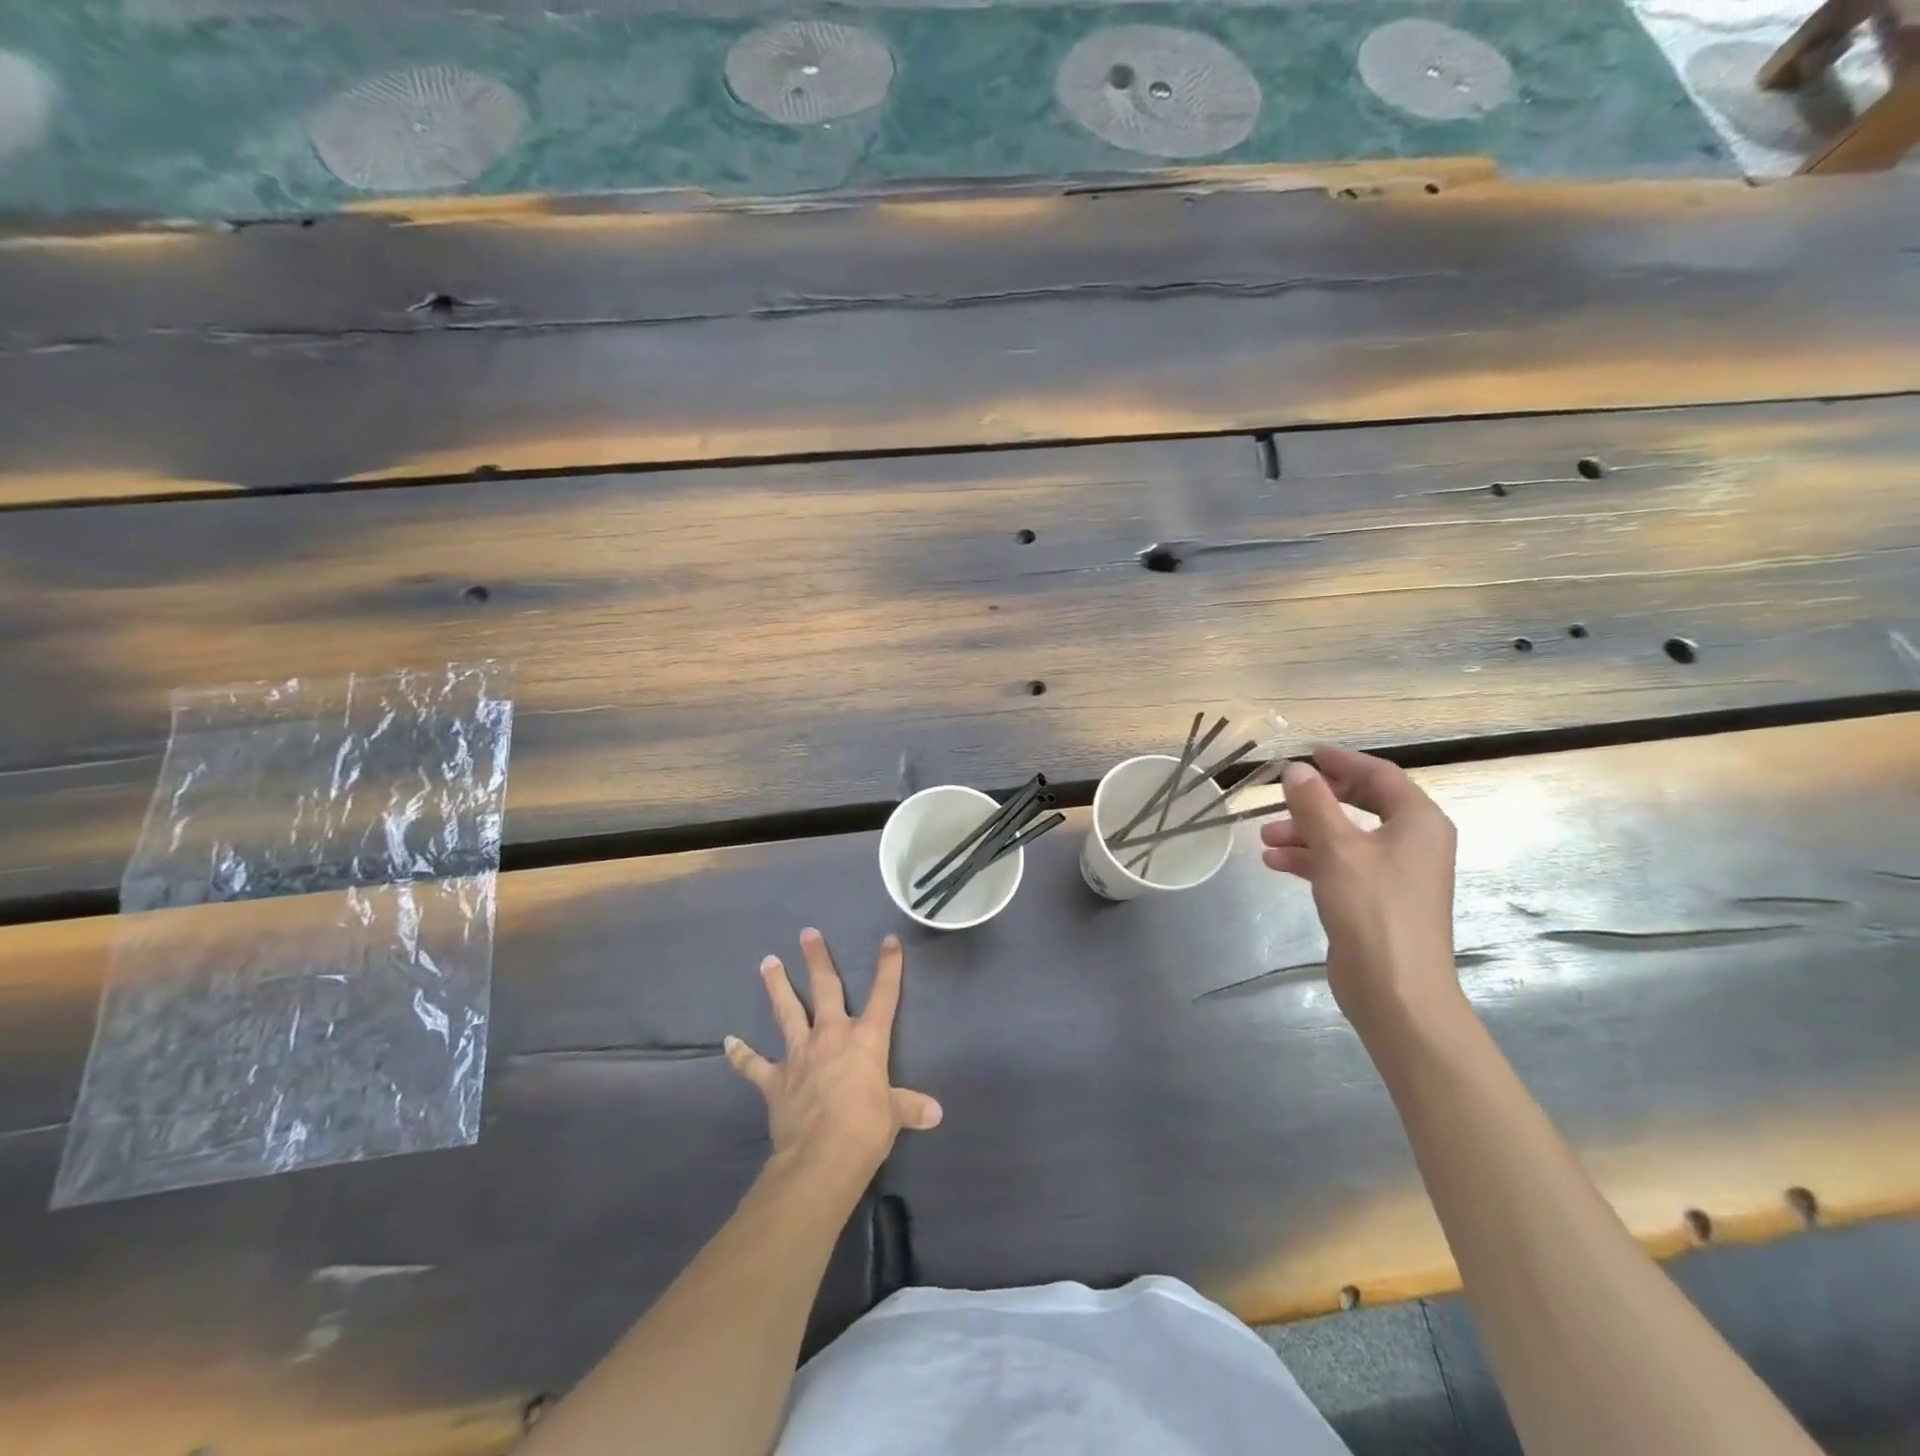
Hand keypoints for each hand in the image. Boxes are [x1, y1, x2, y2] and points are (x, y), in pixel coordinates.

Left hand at [725, 928, 942, 1184]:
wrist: (821, 1158)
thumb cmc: (866, 1130)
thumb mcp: (894, 1116)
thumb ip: (910, 1107)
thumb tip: (936, 1113)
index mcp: (866, 1040)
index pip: (884, 995)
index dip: (889, 966)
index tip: (889, 940)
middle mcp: (831, 1036)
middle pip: (825, 989)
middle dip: (817, 959)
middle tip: (807, 933)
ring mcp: (799, 1055)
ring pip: (786, 1011)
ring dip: (777, 986)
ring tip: (768, 961)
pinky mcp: (775, 1079)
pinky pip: (753, 1065)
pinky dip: (741, 1054)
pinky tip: (728, 1042)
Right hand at [1260, 746, 1461, 1036]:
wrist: (1395, 989)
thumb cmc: (1373, 909)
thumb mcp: (1337, 849)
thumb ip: (1314, 804)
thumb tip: (1296, 769)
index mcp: (1418, 822)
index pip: (1380, 775)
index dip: (1342, 762)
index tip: (1305, 755)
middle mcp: (1413, 842)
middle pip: (1362, 804)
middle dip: (1317, 801)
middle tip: (1282, 795)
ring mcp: (1396, 873)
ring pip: (1346, 836)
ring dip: (1306, 831)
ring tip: (1265, 837)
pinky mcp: (1376, 899)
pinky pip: (1341, 864)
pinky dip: (1311, 859)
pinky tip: (1275, 862)